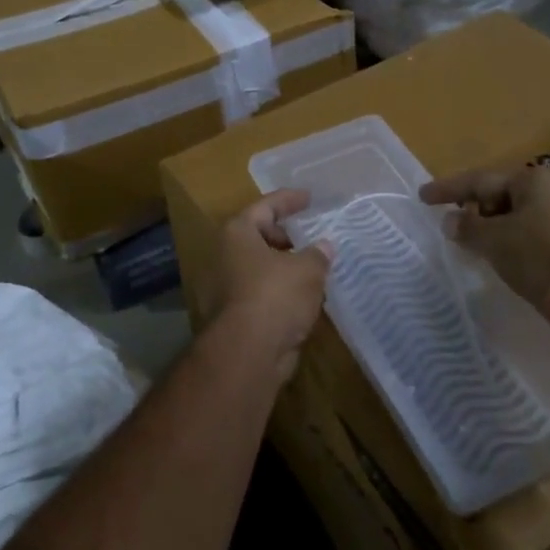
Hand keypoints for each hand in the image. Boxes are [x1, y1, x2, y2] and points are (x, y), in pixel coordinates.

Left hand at [207, 190, 334, 382]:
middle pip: (258, 235)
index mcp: (238, 233)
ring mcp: (225, 287)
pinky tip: (304, 297)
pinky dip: (280, 291)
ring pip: (260, 267)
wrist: (247, 352)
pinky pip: (261, 292)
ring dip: (284, 266)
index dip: (289, 200)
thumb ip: (318, 254)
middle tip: (311, 236)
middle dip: (286, 236)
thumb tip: (324, 247)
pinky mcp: (233, 315)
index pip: (265, 206)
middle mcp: (225, 255)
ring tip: (314, 267)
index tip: (309, 198)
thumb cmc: (275, 296)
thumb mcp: (307, 269)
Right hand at [420, 167, 549, 314]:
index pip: (480, 180)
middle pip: (501, 195)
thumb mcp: (495, 241)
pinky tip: (501, 255)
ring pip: (517, 215)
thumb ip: (468, 227)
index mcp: (533, 179)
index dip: (448, 189)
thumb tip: (451, 220)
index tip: (423, 196)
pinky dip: (512, 240)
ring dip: (493, 228)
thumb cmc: (540, 256)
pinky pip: (532, 232)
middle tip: (451, 225)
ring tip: (472, 244)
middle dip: (474, 210)